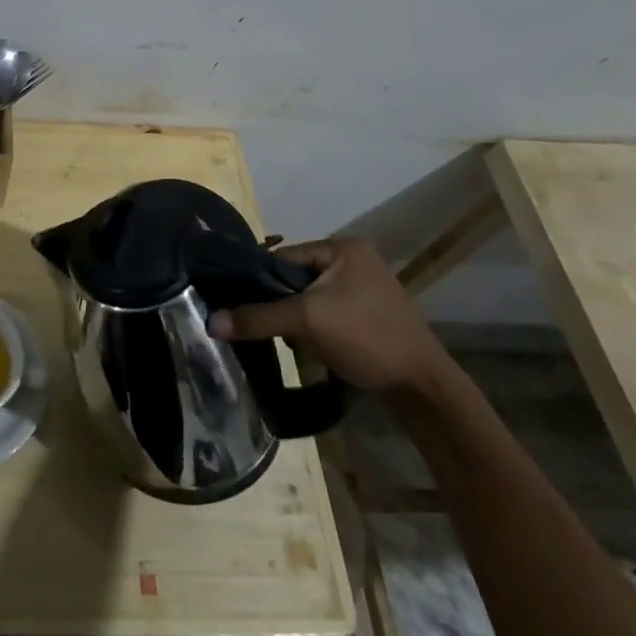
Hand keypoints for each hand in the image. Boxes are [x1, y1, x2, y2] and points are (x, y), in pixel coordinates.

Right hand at [206, 237, 454, 397]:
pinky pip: (328, 313)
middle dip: (282, 304)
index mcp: (343, 246)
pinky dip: (316, 329)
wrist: (424, 389)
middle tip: (268, 327)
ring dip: (298, 320)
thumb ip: (257, 317)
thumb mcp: (306, 322)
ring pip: (311, 298)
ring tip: (293, 342)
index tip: (241, 303)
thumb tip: (211, 322)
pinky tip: (312, 350)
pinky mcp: (371, 315)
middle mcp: (355, 259)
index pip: (284, 256)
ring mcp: (366, 288)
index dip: (261, 280)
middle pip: (296, 278)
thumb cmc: (366, 338)